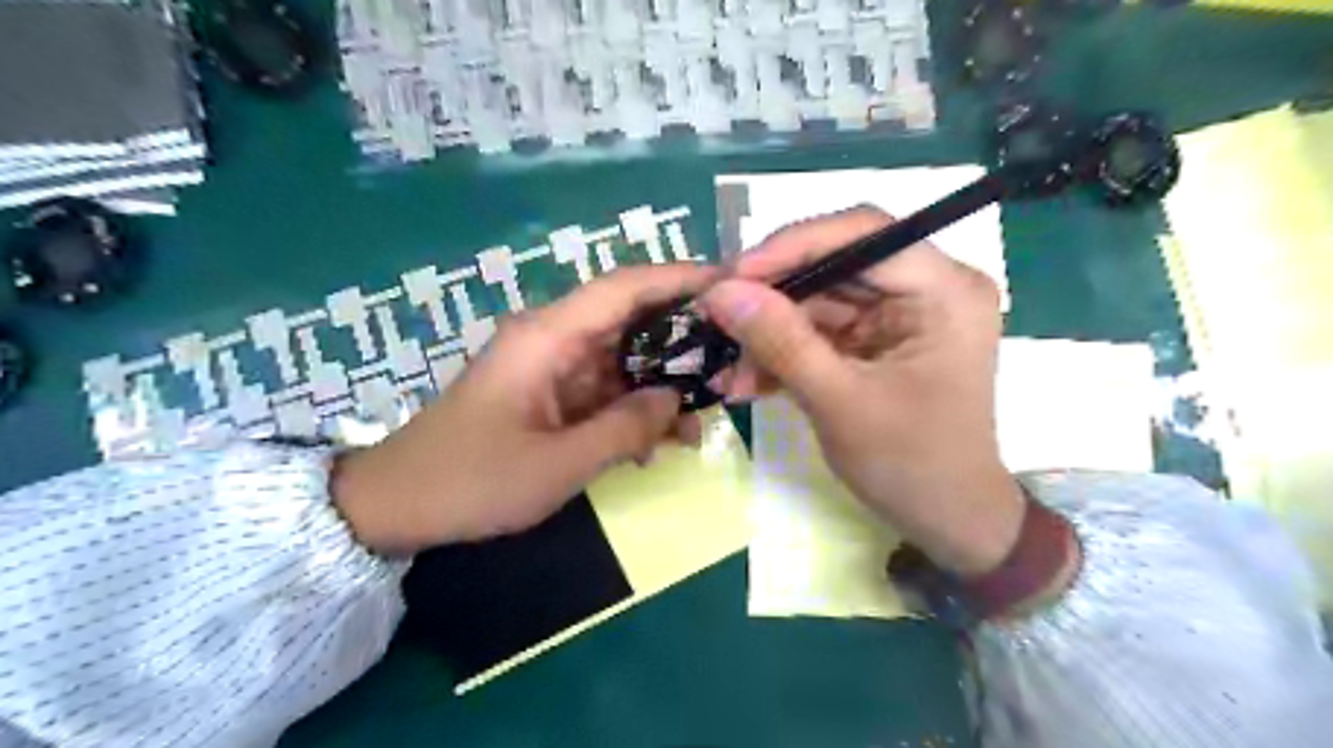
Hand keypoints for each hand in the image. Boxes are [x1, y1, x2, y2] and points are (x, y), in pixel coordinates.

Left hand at [331, 262, 719, 553]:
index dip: (679, 279)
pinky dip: (633, 409)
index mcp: (548, 337)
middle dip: (682, 338)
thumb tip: (677, 399)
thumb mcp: (559, 464)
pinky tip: (659, 443)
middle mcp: (553, 340)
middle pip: (630, 320)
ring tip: (703, 419)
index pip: (624, 288)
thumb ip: (625, 427)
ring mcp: (551, 368)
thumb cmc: (472, 480)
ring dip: (661, 385)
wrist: (397, 505)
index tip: (732, 283)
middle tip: (734, 359)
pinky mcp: (549, 394)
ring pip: (622, 360)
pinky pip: (603, 390)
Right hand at [702, 207, 1021, 575]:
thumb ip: (780, 342)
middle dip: (772, 296)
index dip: (792, 246)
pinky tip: (750, 381)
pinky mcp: (877, 340)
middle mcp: (927, 287)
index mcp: (944, 290)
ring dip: (770, 333)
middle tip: (716, 315)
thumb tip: (719, 291)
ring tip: (731, 369)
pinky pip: (821, 330)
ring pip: (819, 299)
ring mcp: (900, 314)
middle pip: (835, 264)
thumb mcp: (840, 402)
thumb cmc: (911, 465)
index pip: (864, 234)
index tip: (732, 274)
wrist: (946, 519)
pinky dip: (784, 353)